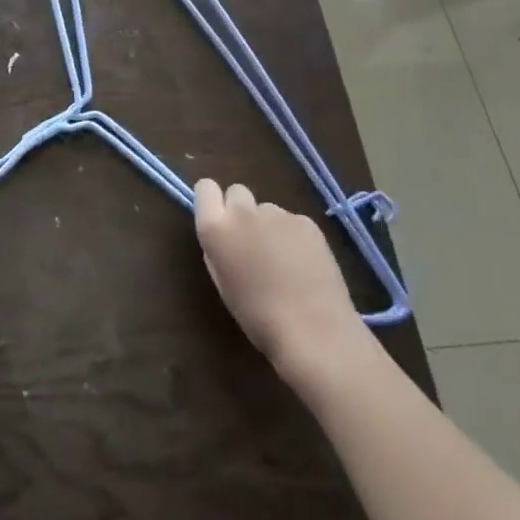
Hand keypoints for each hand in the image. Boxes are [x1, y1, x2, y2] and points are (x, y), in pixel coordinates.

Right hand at [194, 179, 364, 389]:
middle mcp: (243, 212)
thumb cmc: (259, 318)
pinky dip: (294, 236)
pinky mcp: (306, 222)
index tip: (219, 219)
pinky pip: (292, 221)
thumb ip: (218, 251)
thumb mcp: (224, 285)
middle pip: (237, 192)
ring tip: (283, 261)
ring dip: (269, 226)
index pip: (205, 187)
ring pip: (267, 209)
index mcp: (216, 229)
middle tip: (252, 242)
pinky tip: (304, 265)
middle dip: (240, 210)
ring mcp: (278, 214)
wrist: (314, 332)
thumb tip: (225, 237)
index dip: (212, 200)